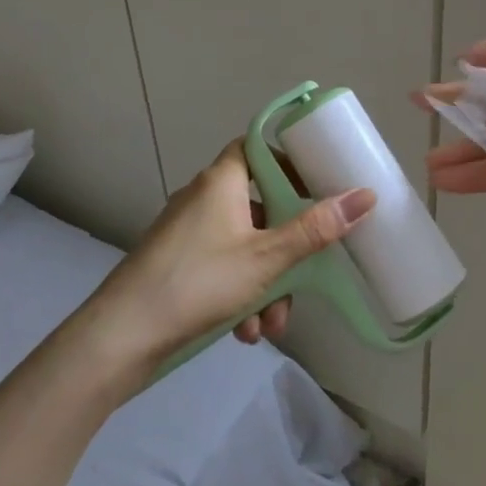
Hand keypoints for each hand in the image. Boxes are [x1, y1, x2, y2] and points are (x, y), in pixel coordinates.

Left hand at [90, 140, 373, 368]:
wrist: (120, 337)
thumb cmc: (199, 281)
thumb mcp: (267, 257)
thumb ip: (316, 229)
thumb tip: (365, 196)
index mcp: (221, 181)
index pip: (258, 148)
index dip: (289, 161)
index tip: (318, 185)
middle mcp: (202, 198)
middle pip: (259, 206)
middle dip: (287, 248)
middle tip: (304, 275)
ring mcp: (187, 233)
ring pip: (244, 246)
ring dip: (266, 282)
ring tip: (270, 325)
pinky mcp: (177, 264)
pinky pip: (222, 267)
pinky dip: (240, 293)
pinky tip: (245, 331)